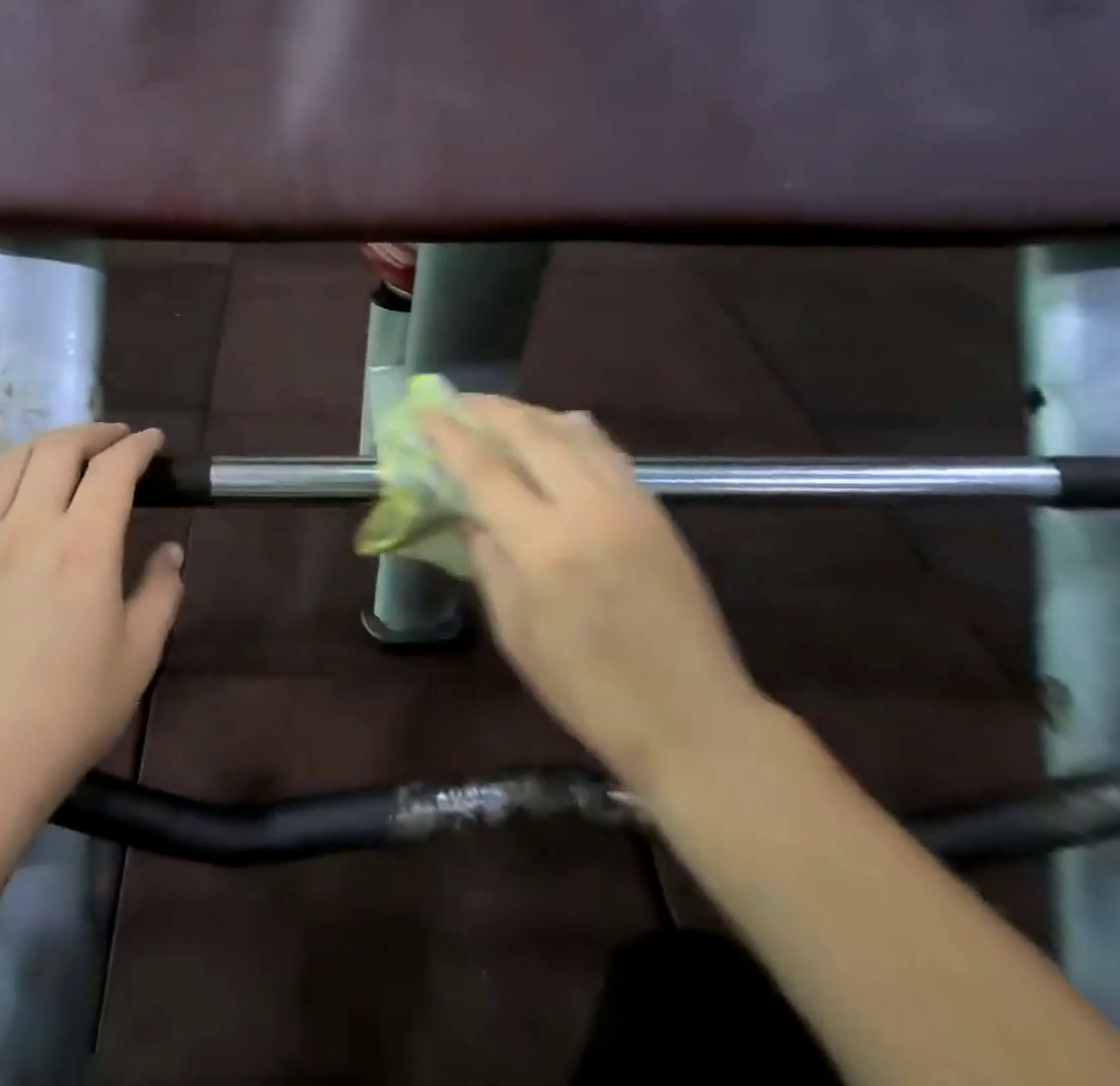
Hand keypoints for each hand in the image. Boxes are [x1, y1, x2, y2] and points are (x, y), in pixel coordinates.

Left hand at [0, 423, 185, 808]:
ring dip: (43, 444)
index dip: (138, 447)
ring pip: (8, 465)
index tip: (154, 441)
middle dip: (93, 433)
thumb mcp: (138, 656)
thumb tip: (170, 551)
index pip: (113, 470)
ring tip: (66, 448)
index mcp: (84, 547)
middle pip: (57, 451)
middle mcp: (30, 529)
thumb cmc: (68, 712)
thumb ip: (160, 593)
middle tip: (116, 439)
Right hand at [424, 397, 767, 796]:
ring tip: (500, 413)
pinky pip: (605, 450)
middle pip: (532, 431)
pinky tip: (557, 430)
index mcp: (544, 547)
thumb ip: (488, 562)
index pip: (484, 470)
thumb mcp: (516, 633)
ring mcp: (629, 503)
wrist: (694, 717)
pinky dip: (571, 430)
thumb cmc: (589, 689)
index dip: (449, 436)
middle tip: (458, 402)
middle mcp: (588, 509)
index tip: (425, 412)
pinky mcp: (655, 509)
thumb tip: (469, 516)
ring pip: (573, 431)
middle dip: (489, 409)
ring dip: (530, 413)